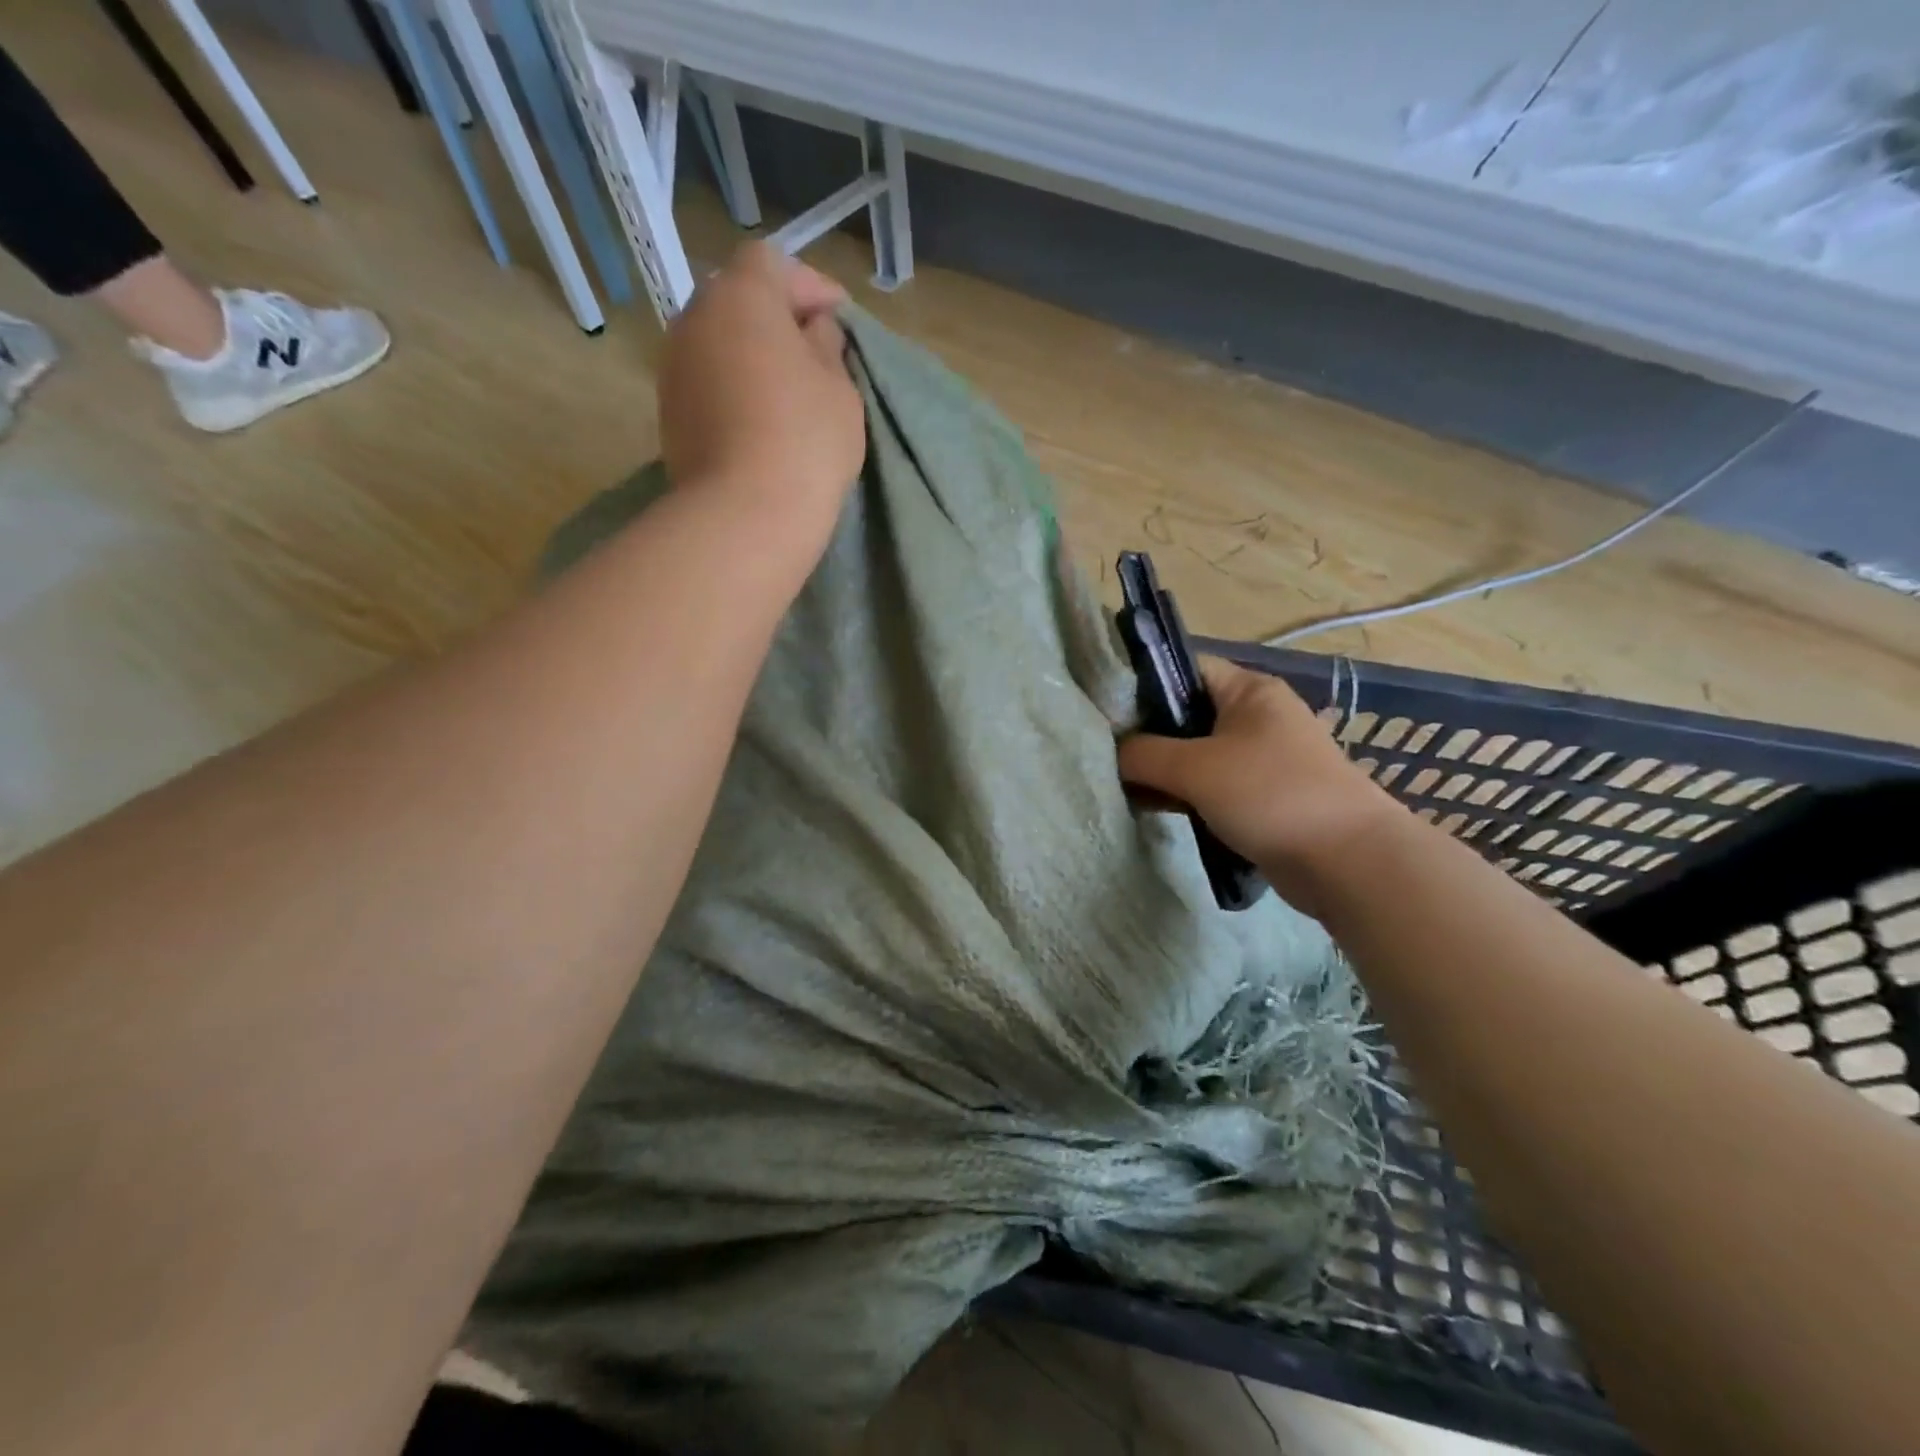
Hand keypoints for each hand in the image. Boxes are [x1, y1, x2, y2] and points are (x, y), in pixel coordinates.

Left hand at [658, 242, 864, 531]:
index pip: (773, 264)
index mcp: (740, 297)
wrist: (745, 514)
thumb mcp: (839, 388)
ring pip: (719, 343)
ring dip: (751, 355)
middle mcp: (694, 318)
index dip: (810, 285)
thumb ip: (827, 347)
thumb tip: (812, 332)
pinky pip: (707, 382)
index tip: (839, 319)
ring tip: (786, 391)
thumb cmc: (806, 440)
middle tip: (814, 353)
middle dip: (776, 318)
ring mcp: (673, 367)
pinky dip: (732, 388)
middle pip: (738, 300)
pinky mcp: (668, 413)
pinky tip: (759, 421)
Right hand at [1117, 657, 1402, 909]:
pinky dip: (1184, 794)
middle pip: (1186, 714)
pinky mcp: (1261, 796)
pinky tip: (1153, 808)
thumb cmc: (1270, 794)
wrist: (1346, 861)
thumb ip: (1144, 754)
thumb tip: (1114, 752)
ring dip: (1163, 770)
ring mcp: (1261, 758)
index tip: (1105, 711)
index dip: (1142, 684)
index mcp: (1248, 690)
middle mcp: (1256, 717)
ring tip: (1122, 785)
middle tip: (1106, 754)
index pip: (1183, 669)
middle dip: (1147, 735)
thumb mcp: (1196, 768)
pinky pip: (1211, 785)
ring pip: (1196, 754)